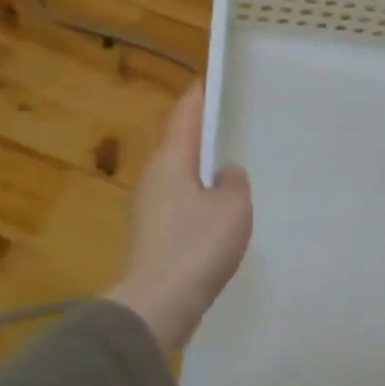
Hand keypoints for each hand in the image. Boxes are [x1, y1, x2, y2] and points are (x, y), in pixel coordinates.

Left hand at [106, 83, 252, 349]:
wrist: (158, 305)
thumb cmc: (197, 246)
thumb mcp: (232, 206)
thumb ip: (234, 181)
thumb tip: (223, 173)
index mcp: (171, 162)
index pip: (185, 117)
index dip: (199, 97)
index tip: (210, 80)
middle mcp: (154, 180)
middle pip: (180, 146)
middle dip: (202, 134)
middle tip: (232, 123)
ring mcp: (150, 210)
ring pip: (181, 178)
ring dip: (202, 170)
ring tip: (231, 167)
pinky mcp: (155, 237)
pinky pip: (182, 205)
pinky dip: (200, 199)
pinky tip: (220, 212)